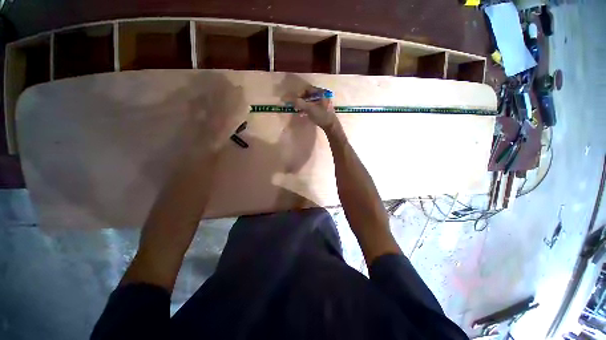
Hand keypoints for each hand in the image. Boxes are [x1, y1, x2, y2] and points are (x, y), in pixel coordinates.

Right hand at [294, 88, 337, 130]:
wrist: (331, 126)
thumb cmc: (321, 116)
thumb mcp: (310, 109)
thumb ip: (300, 103)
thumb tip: (293, 100)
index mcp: (322, 92)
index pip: (308, 89)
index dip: (300, 94)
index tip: (296, 100)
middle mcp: (324, 95)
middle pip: (309, 96)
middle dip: (302, 101)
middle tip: (296, 106)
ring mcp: (324, 102)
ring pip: (311, 102)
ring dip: (304, 106)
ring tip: (299, 111)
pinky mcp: (323, 109)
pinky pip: (314, 106)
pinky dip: (308, 109)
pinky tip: (303, 114)